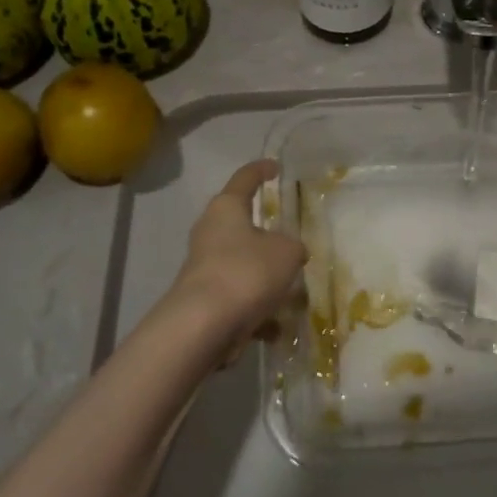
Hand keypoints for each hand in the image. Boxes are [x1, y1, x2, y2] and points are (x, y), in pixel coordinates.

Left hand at [156, 160, 307, 361]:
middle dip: (266, 234)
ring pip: (242, 264)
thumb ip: (293, 247)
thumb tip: (289, 252)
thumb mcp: (287, 252)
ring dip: (265, 276)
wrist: (203, 326)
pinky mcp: (204, 299)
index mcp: (226, 208)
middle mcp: (210, 232)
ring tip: (293, 293)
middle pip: (241, 224)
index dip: (262, 170)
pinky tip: (275, 328)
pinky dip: (257, 310)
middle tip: (290, 239)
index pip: (245, 178)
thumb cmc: (247, 272)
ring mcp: (204, 267)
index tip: (275, 167)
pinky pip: (238, 298)